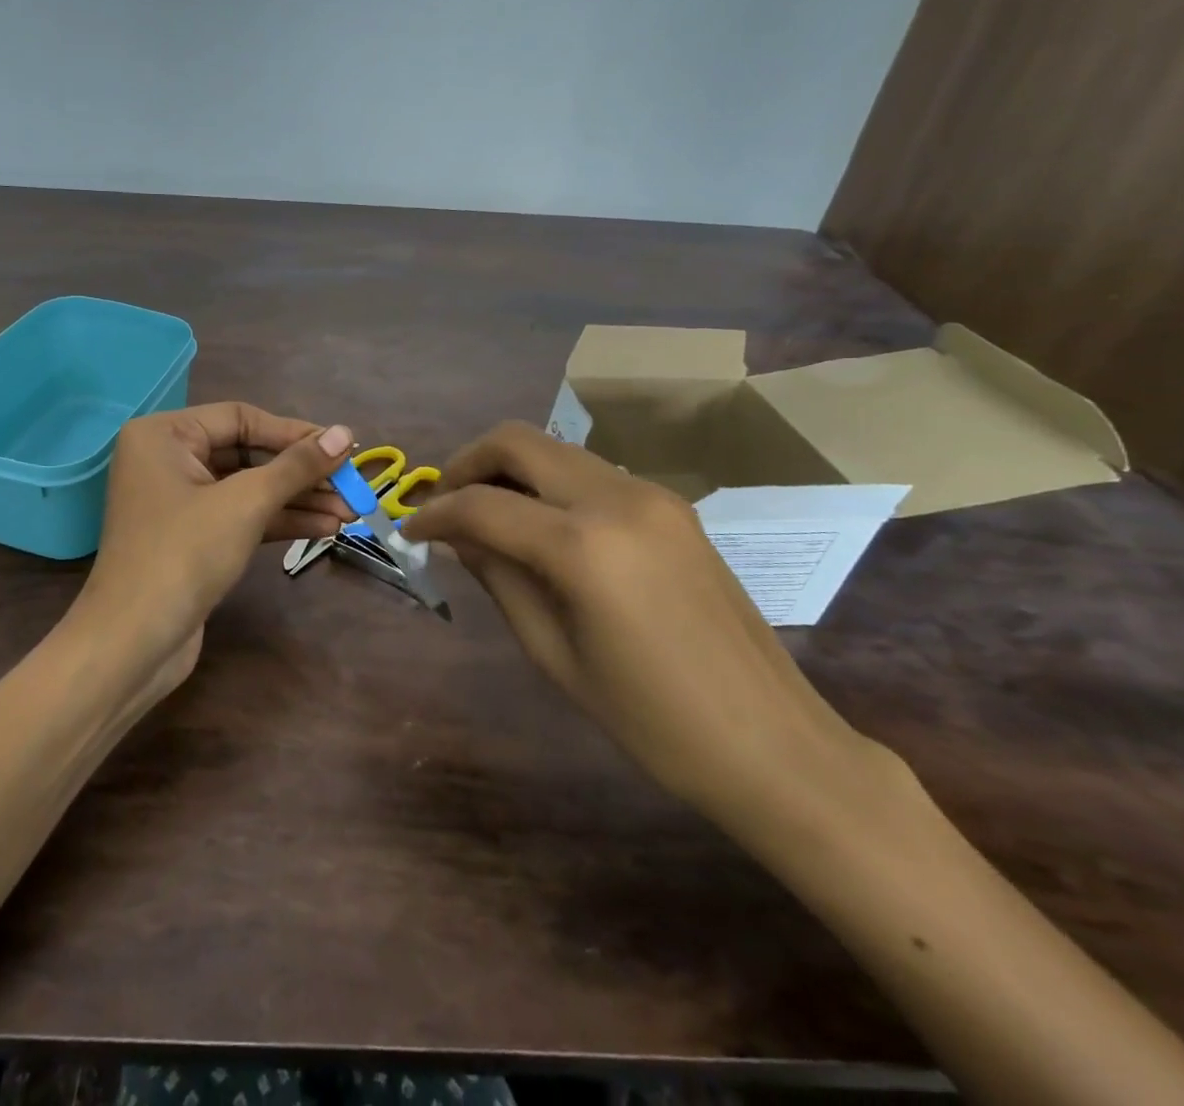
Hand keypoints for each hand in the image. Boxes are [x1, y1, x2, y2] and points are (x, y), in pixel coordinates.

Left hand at [77, 403, 353, 695]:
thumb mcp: (245, 503)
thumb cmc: (183, 555)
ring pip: (248, 488)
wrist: (133, 644)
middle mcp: (167, 459)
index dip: (294, 433)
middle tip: (352, 485)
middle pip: (247, 454)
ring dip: (298, 499)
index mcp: (164, 435)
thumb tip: (344, 433)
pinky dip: (279, 520)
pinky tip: (324, 527)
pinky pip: (241, 516)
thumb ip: (296, 467)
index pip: (240, 418)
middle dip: (301, 473)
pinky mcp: (192, 538)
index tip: (342, 448)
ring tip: (350, 511)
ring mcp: (179, 501)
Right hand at [403, 421, 878, 826]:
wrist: (773, 743)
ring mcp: (651, 494)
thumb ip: (498, 577)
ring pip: (554, 450)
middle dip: (467, 464)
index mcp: (584, 546)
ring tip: (485, 517)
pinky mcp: (671, 505)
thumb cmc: (650, 720)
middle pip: (517, 441)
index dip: (435, 514)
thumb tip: (454, 535)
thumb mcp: (553, 653)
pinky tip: (539, 527)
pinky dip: (548, 485)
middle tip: (443, 505)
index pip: (483, 505)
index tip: (410, 531)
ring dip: (508, 471)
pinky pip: (589, 473)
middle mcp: (617, 498)